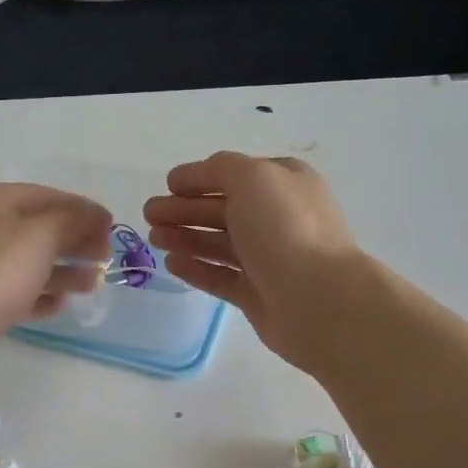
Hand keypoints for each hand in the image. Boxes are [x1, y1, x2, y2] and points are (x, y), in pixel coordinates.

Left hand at [0, 182, 112, 352]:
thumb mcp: (43, 235)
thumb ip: (74, 220)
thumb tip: (96, 215)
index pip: (47, 196)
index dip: (83, 211)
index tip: (112, 229)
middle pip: (37, 228)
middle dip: (74, 242)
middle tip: (105, 259)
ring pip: (26, 261)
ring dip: (62, 271)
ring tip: (92, 284)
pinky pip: (11, 290)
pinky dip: (37, 293)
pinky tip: (59, 305)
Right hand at [144, 153, 361, 369]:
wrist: (319, 299)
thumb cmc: (286, 229)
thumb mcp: (253, 177)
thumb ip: (221, 169)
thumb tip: (199, 175)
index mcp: (284, 184)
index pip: (235, 175)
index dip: (199, 177)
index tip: (167, 185)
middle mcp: (278, 218)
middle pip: (223, 209)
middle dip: (184, 209)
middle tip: (149, 214)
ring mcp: (269, 259)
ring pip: (219, 243)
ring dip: (185, 237)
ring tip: (154, 238)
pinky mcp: (258, 294)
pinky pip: (221, 276)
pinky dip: (196, 268)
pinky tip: (172, 264)